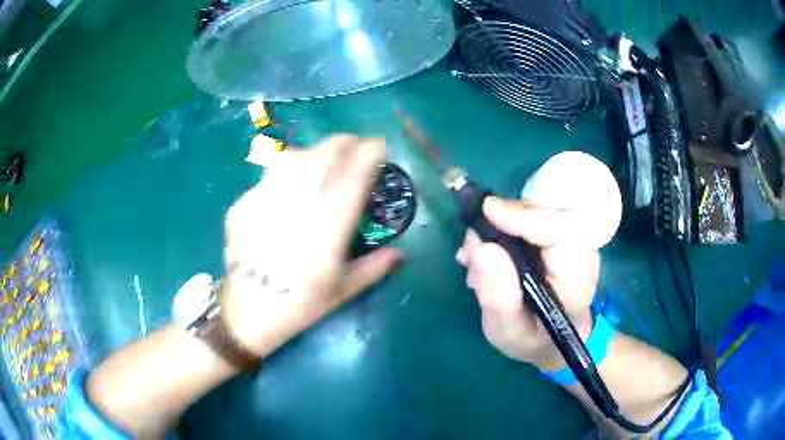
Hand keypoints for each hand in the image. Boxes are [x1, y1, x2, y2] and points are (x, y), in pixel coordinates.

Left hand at [221, 135, 401, 357]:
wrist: (248, 312)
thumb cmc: (301, 303)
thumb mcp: (345, 290)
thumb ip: (377, 266)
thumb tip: (401, 253)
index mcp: (331, 220)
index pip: (357, 168)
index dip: (373, 150)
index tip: (380, 149)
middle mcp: (299, 198)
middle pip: (328, 150)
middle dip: (348, 144)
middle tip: (354, 154)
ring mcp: (267, 195)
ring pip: (297, 154)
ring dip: (316, 155)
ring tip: (319, 168)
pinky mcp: (245, 201)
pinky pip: (270, 176)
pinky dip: (285, 177)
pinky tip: (284, 196)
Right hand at [456, 197, 598, 370]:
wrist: (554, 342)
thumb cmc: (533, 340)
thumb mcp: (508, 330)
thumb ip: (498, 296)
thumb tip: (482, 249)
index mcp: (577, 276)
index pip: (559, 229)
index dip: (523, 216)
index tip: (486, 211)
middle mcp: (582, 250)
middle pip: (545, 214)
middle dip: (503, 221)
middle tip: (470, 248)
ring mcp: (573, 241)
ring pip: (536, 213)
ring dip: (500, 226)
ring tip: (474, 258)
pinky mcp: (561, 237)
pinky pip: (533, 220)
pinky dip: (506, 229)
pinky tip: (488, 254)